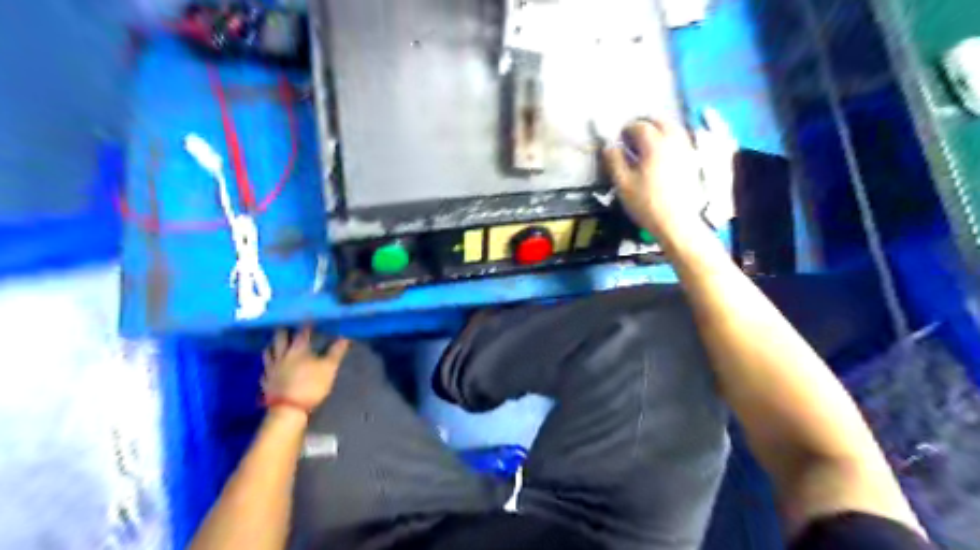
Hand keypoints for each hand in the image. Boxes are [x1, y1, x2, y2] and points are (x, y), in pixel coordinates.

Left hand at [261, 327, 350, 411]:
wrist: (288, 409)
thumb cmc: (311, 385)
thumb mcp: (329, 368)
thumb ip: (336, 351)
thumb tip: (345, 336)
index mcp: (298, 349)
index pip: (302, 331)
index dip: (306, 323)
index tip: (309, 316)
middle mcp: (282, 354)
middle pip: (280, 337)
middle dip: (284, 330)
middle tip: (287, 324)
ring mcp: (271, 368)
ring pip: (268, 352)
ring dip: (272, 345)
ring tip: (275, 343)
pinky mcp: (266, 381)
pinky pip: (265, 369)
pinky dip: (267, 365)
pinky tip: (269, 367)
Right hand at [602, 117, 708, 237]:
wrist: (676, 222)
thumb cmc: (646, 203)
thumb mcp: (623, 184)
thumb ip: (614, 161)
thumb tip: (610, 146)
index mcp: (654, 144)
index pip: (640, 126)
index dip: (627, 129)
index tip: (619, 137)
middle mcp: (673, 141)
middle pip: (660, 121)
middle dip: (645, 124)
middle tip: (633, 137)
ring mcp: (686, 150)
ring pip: (673, 128)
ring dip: (659, 129)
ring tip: (647, 143)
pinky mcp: (693, 160)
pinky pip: (681, 139)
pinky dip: (670, 139)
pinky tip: (661, 154)